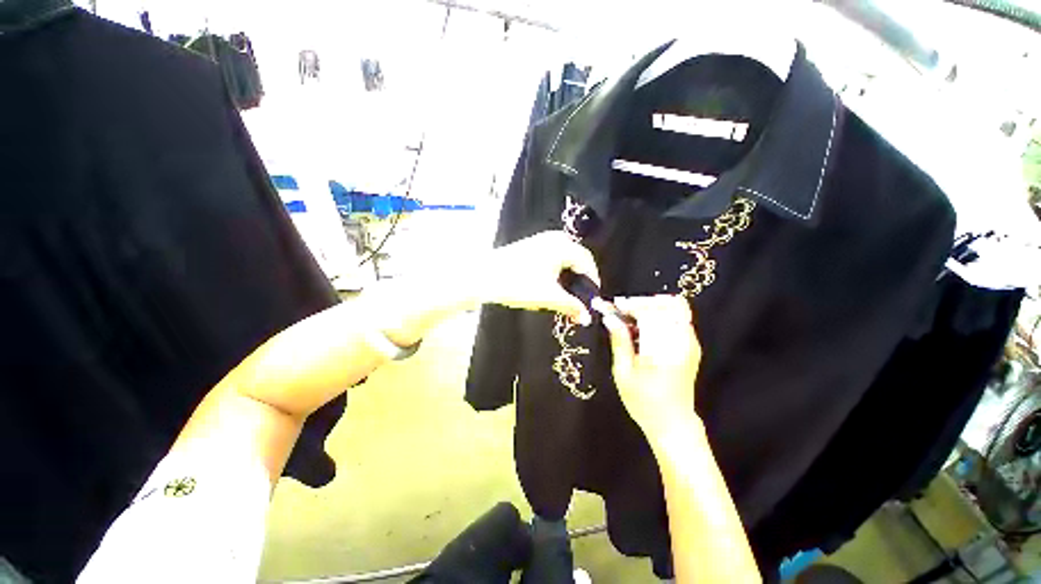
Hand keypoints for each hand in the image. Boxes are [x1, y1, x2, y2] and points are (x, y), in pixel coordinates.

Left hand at [478, 231, 600, 324]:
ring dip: (566, 278)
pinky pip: (551, 259)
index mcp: (563, 246)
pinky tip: (548, 287)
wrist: (481, 276)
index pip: (588, 262)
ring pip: (563, 260)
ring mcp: (540, 241)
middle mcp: (555, 238)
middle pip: (576, 260)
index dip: (592, 283)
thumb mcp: (549, 297)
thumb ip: (572, 306)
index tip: (592, 301)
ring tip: (564, 296)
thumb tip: (587, 318)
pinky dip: (554, 273)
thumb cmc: (518, 284)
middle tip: (578, 300)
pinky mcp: (529, 247)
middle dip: (579, 281)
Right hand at [602, 296, 702, 442]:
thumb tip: (610, 318)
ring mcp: (690, 343)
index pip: (651, 313)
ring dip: (652, 306)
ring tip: (632, 315)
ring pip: (676, 307)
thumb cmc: (643, 401)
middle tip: (622, 310)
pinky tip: (644, 324)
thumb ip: (619, 341)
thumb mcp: (623, 373)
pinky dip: (661, 313)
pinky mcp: (692, 345)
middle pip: (667, 304)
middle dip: (642, 302)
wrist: (673, 423)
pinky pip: (679, 317)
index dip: (631, 305)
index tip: (615, 306)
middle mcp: (682, 342)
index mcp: (664, 350)